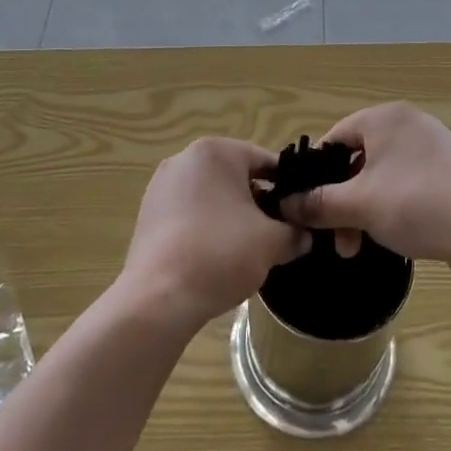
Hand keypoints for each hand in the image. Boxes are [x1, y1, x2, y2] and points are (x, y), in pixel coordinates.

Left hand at [122, 137, 309, 330]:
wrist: (158, 299)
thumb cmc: (220, 254)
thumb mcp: (272, 242)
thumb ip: (294, 232)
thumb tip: (303, 235)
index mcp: (216, 152)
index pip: (266, 161)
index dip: (289, 188)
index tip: (301, 213)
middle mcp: (185, 159)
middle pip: (237, 177)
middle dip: (259, 203)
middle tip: (278, 233)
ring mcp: (161, 186)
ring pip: (212, 196)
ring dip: (233, 216)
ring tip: (249, 249)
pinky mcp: (148, 214)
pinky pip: (189, 213)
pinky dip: (207, 228)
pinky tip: (217, 257)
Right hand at [279, 103, 450, 285]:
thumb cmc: (417, 206)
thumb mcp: (359, 205)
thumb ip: (319, 202)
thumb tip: (285, 203)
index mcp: (386, 118)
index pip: (335, 137)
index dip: (316, 172)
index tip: (307, 206)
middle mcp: (410, 123)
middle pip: (358, 159)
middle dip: (341, 201)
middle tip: (335, 239)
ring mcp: (434, 147)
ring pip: (381, 176)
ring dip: (363, 209)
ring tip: (357, 247)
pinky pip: (407, 184)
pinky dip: (391, 206)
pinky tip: (390, 235)